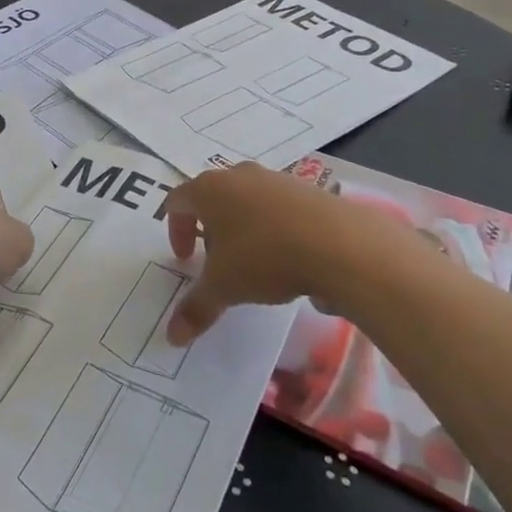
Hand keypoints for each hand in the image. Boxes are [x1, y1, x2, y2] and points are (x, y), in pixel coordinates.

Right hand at [162, 163, 370, 344]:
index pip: (177, 201)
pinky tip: (290, 258)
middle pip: (212, 198)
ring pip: (246, 200)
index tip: (186, 261)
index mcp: (209, 190)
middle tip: (218, 263)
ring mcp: (275, 178)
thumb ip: (196, 308)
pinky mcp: (306, 189)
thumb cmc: (264, 257)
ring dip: (242, 228)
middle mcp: (238, 175)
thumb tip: (172, 336)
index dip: (175, 230)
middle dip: (210, 230)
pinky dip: (274, 228)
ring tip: (255, 263)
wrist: (339, 243)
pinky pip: (278, 207)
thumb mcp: (225, 288)